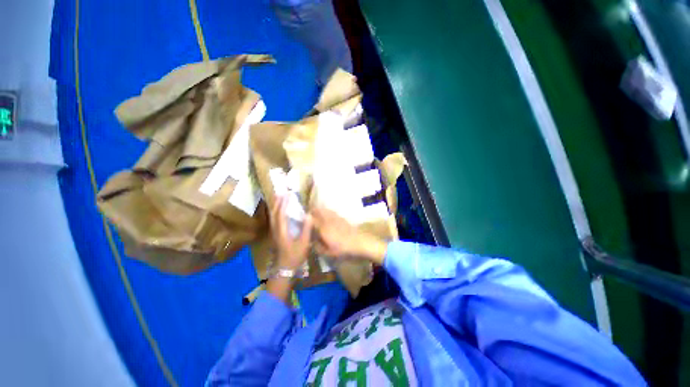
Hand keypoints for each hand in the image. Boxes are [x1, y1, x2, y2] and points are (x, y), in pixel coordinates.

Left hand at [269, 196, 312, 270]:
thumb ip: (306, 229)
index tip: (288, 194)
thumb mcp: (303, 243)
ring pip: (272, 216)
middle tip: (282, 192)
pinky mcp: (275, 234)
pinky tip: (280, 210)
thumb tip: (309, 215)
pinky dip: (276, 211)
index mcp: (282, 231)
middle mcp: (275, 230)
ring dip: (275, 205)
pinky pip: (274, 219)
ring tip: (279, 197)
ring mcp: (274, 232)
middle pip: (273, 213)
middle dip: (277, 201)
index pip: (281, 213)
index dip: (284, 203)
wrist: (284, 268)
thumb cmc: (295, 256)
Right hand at [311, 207, 387, 264]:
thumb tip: (311, 242)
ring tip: (315, 213)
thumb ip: (318, 247)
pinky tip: (326, 215)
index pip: (311, 220)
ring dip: (318, 209)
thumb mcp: (328, 253)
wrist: (360, 243)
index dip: (305, 219)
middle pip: (317, 210)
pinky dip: (326, 211)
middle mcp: (328, 220)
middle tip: (307, 216)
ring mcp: (335, 217)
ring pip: (324, 209)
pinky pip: (331, 211)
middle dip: (311, 211)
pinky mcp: (342, 217)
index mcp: (323, 228)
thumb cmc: (343, 249)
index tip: (301, 220)